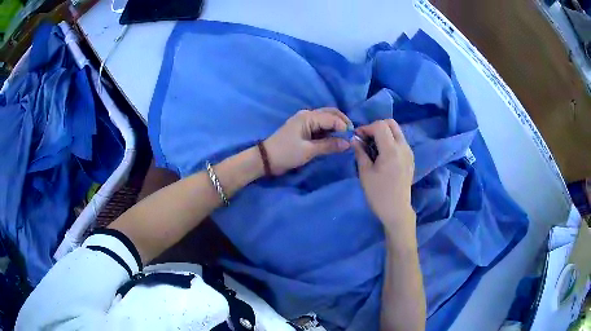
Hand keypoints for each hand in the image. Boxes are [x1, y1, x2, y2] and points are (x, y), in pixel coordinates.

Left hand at [264, 108, 351, 175]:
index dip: (344, 126)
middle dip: (342, 122)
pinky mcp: (304, 128)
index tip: (352, 138)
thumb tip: (348, 143)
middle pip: (331, 113)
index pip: (332, 118)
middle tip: (351, 135)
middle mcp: (307, 115)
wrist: (266, 159)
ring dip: (337, 126)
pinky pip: (321, 125)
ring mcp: (305, 121)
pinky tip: (335, 138)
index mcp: (308, 117)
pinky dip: (329, 130)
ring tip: (345, 138)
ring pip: (326, 118)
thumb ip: (329, 145)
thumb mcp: (309, 151)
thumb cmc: (286, 153)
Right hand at [353, 119, 415, 236]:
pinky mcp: (410, 158)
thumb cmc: (378, 194)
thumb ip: (360, 152)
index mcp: (391, 150)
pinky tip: (383, 155)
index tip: (358, 138)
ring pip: (397, 131)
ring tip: (373, 147)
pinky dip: (390, 141)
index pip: (380, 125)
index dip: (367, 128)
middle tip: (366, 139)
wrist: (397, 210)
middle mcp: (403, 147)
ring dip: (384, 133)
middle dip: (377, 127)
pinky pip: (400, 141)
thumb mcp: (365, 173)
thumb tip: (354, 139)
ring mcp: (409, 152)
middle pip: (391, 123)